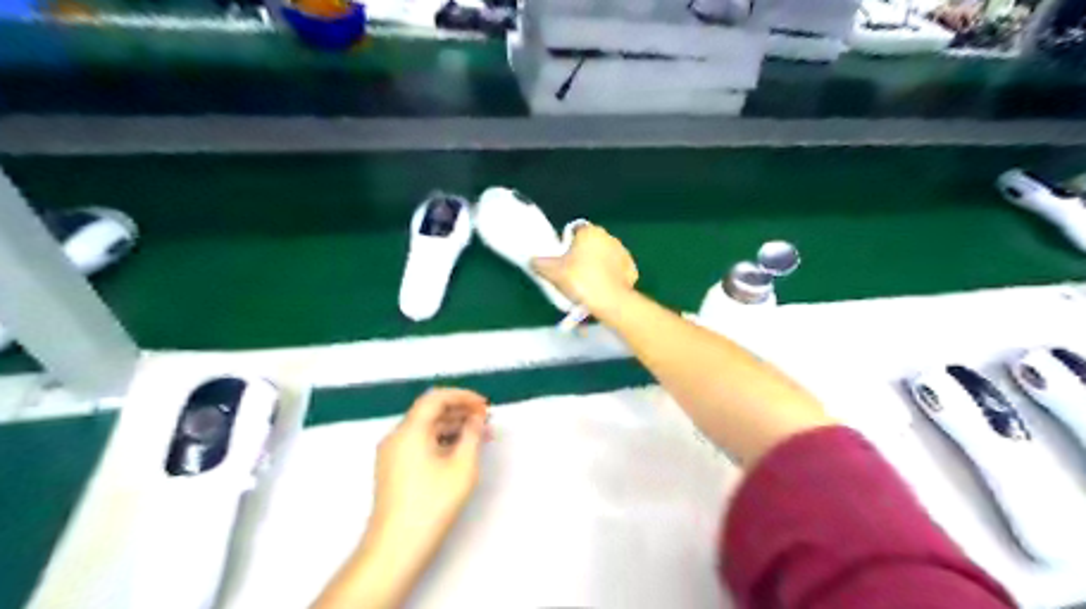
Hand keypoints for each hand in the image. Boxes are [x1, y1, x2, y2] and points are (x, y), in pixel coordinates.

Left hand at [374, 391, 492, 551]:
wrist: (396, 548)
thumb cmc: (432, 504)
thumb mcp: (462, 466)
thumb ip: (472, 435)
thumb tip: (475, 419)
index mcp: (409, 430)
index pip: (436, 398)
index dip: (463, 396)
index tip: (485, 406)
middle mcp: (396, 436)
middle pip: (430, 412)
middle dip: (460, 412)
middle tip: (486, 420)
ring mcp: (391, 454)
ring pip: (425, 429)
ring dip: (452, 427)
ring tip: (480, 436)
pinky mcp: (392, 469)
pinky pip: (419, 443)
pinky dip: (440, 441)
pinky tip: (460, 452)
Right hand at [533, 224, 637, 318]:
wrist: (609, 302)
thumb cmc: (580, 281)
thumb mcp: (553, 272)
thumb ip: (540, 263)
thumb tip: (532, 259)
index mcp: (589, 231)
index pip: (575, 231)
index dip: (568, 244)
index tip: (563, 259)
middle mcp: (608, 236)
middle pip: (591, 243)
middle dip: (583, 254)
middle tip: (573, 273)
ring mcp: (623, 252)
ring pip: (605, 256)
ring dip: (598, 264)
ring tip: (589, 283)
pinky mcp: (631, 268)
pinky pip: (616, 270)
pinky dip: (610, 276)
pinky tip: (603, 288)